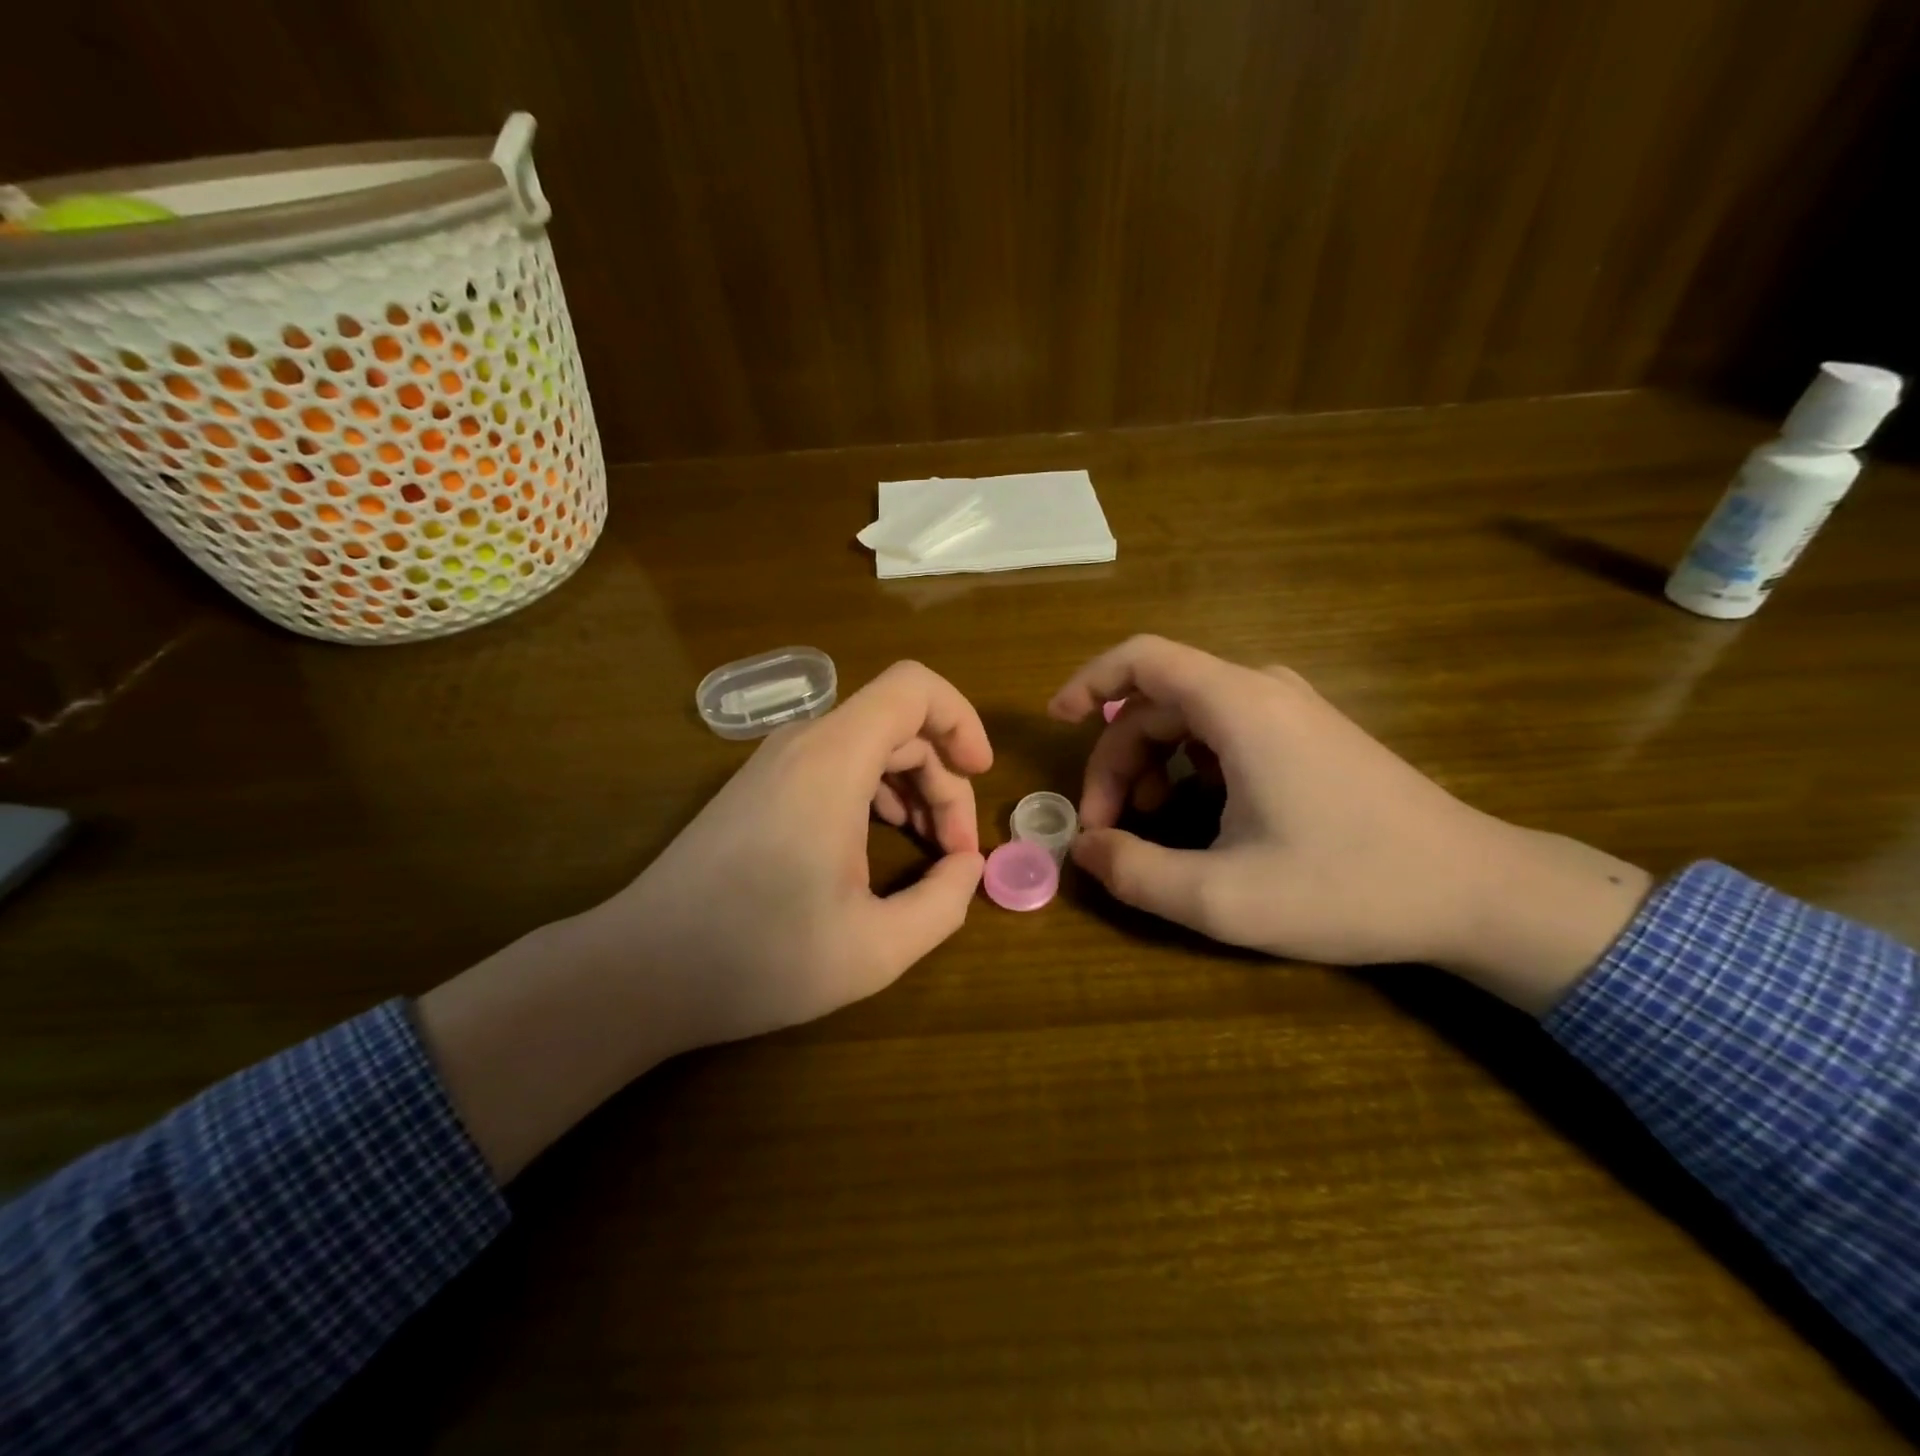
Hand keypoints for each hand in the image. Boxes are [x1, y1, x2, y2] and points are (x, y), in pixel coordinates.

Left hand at [582, 659, 990, 1049]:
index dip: (961, 719)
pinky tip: (881, 840)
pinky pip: (836, 762)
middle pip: (899, 723)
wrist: (641, 970)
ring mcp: (775, 762)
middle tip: (957, 851)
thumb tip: (968, 868)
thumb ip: (943, 904)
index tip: (982, 776)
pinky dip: (875, 790)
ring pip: (869, 742)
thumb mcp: (875, 949)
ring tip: (930, 847)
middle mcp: (804, 744)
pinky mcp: (760, 786)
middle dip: (944, 777)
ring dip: (913, 785)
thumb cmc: (759, 958)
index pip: (914, 688)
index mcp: (834, 761)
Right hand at [1048, 636, 1651, 1013]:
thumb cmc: (1350, 888)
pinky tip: (1201, 819)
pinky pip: (1225, 734)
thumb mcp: (1224, 897)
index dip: (1088, 681)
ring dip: (1151, 765)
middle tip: (1105, 827)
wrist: (1478, 892)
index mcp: (1240, 708)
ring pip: (1189, 720)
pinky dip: (1190, 768)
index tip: (1055, 722)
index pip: (1142, 659)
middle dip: (1117, 759)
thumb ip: (1136, 873)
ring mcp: (1292, 711)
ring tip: (1149, 825)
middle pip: (1158, 702)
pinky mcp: (1310, 737)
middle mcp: (1264, 691)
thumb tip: (1083, 850)